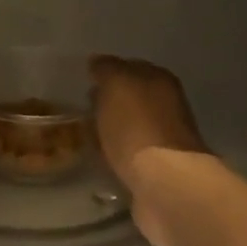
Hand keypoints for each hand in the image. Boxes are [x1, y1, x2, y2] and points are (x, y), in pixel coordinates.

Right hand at [89, 56, 208, 245]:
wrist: (163, 183)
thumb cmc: (138, 127)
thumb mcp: (117, 85)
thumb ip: (107, 70)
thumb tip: (98, 63)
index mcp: (160, 81)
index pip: (130, 68)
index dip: (107, 73)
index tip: (84, 81)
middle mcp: (166, 108)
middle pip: (131, 100)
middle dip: (108, 103)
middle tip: (80, 109)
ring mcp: (163, 142)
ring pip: (129, 128)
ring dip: (110, 131)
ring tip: (83, 137)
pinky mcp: (155, 172)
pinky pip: (127, 156)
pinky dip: (114, 156)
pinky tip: (98, 159)